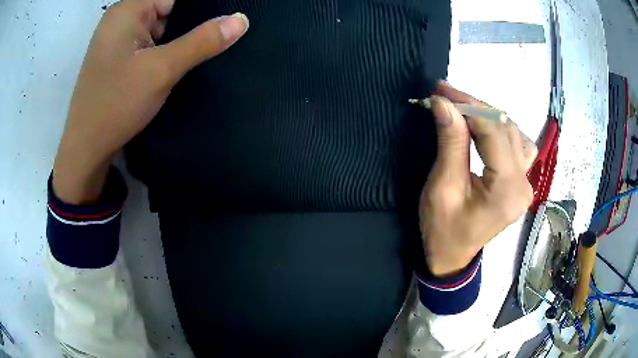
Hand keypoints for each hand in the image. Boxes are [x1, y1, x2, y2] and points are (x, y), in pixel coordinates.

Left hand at [53, 0, 248, 203]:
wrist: (86, 150)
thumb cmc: (116, 105)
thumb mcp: (161, 70)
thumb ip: (202, 41)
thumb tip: (241, 19)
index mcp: (127, 10)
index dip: (200, 11)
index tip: (220, 26)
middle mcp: (120, 19)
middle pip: (167, 12)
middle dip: (188, 29)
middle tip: (211, 45)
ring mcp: (117, 39)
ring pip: (159, 30)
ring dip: (176, 44)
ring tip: (188, 61)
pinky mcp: (117, 57)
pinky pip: (148, 45)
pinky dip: (162, 54)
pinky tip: (172, 68)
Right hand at [419, 81, 536, 276]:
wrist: (452, 255)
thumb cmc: (443, 229)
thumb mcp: (442, 188)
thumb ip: (450, 143)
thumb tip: (444, 103)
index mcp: (507, 190)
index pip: (494, 132)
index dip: (469, 105)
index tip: (441, 90)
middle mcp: (524, 183)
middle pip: (506, 129)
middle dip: (475, 107)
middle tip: (445, 95)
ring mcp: (526, 182)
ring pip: (514, 132)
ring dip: (487, 117)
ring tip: (461, 109)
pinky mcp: (521, 181)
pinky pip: (517, 144)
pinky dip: (499, 129)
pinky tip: (484, 128)